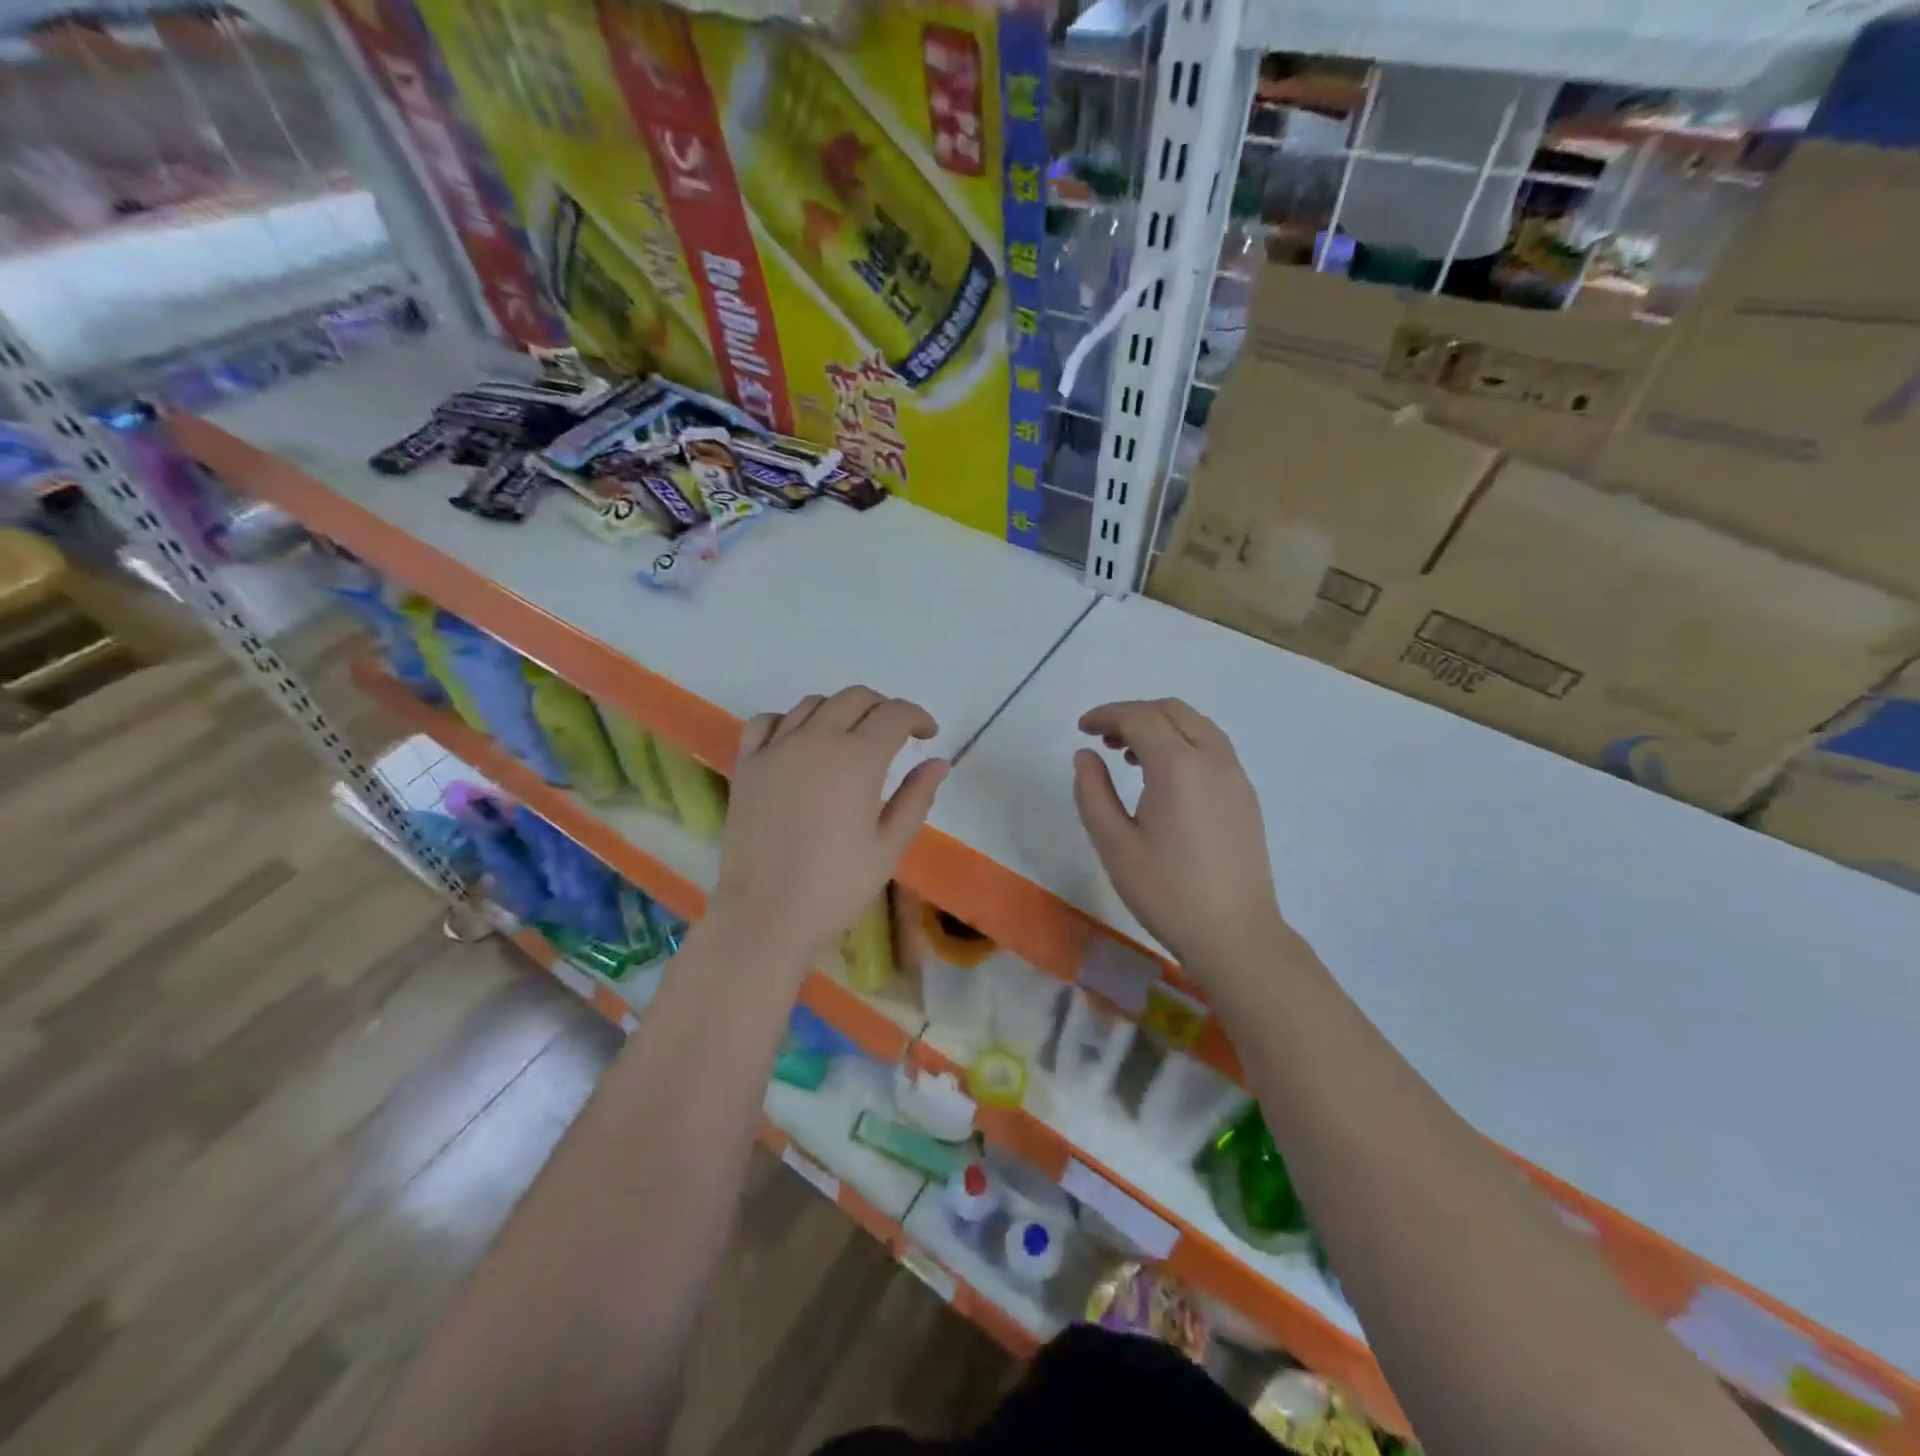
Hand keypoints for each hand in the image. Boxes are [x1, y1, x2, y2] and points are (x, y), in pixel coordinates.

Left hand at [709, 686, 947, 971]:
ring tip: (850, 737)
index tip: (927, 735)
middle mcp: (816, 740)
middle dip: (883, 708)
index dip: (917, 717)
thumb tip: (937, 763)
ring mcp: (776, 749)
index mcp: (857, 760)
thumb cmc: (836, 886)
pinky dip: (790, 720)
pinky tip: (799, 741)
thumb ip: (916, 798)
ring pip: (813, 704)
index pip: (894, 715)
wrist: (766, 914)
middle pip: (855, 698)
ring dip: (840, 711)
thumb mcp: (889, 847)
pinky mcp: (748, 764)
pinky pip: (767, 721)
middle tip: (895, 734)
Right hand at [1072, 699, 1287, 981]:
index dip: (1106, 715)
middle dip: (1133, 714)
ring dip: (1161, 726)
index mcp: (1178, 766)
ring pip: (1197, 725)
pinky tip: (1165, 778)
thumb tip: (1085, 755)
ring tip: (1129, 755)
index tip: (1081, 728)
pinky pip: (1213, 747)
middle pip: (1172, 710)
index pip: (1139, 717)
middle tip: (1103, 740)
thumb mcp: (1114, 845)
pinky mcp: (1246, 795)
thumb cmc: (1167, 892)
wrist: (1236, 935)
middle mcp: (1213, 759)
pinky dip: (1184, 743)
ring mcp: (1235, 776)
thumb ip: (1093, 792)